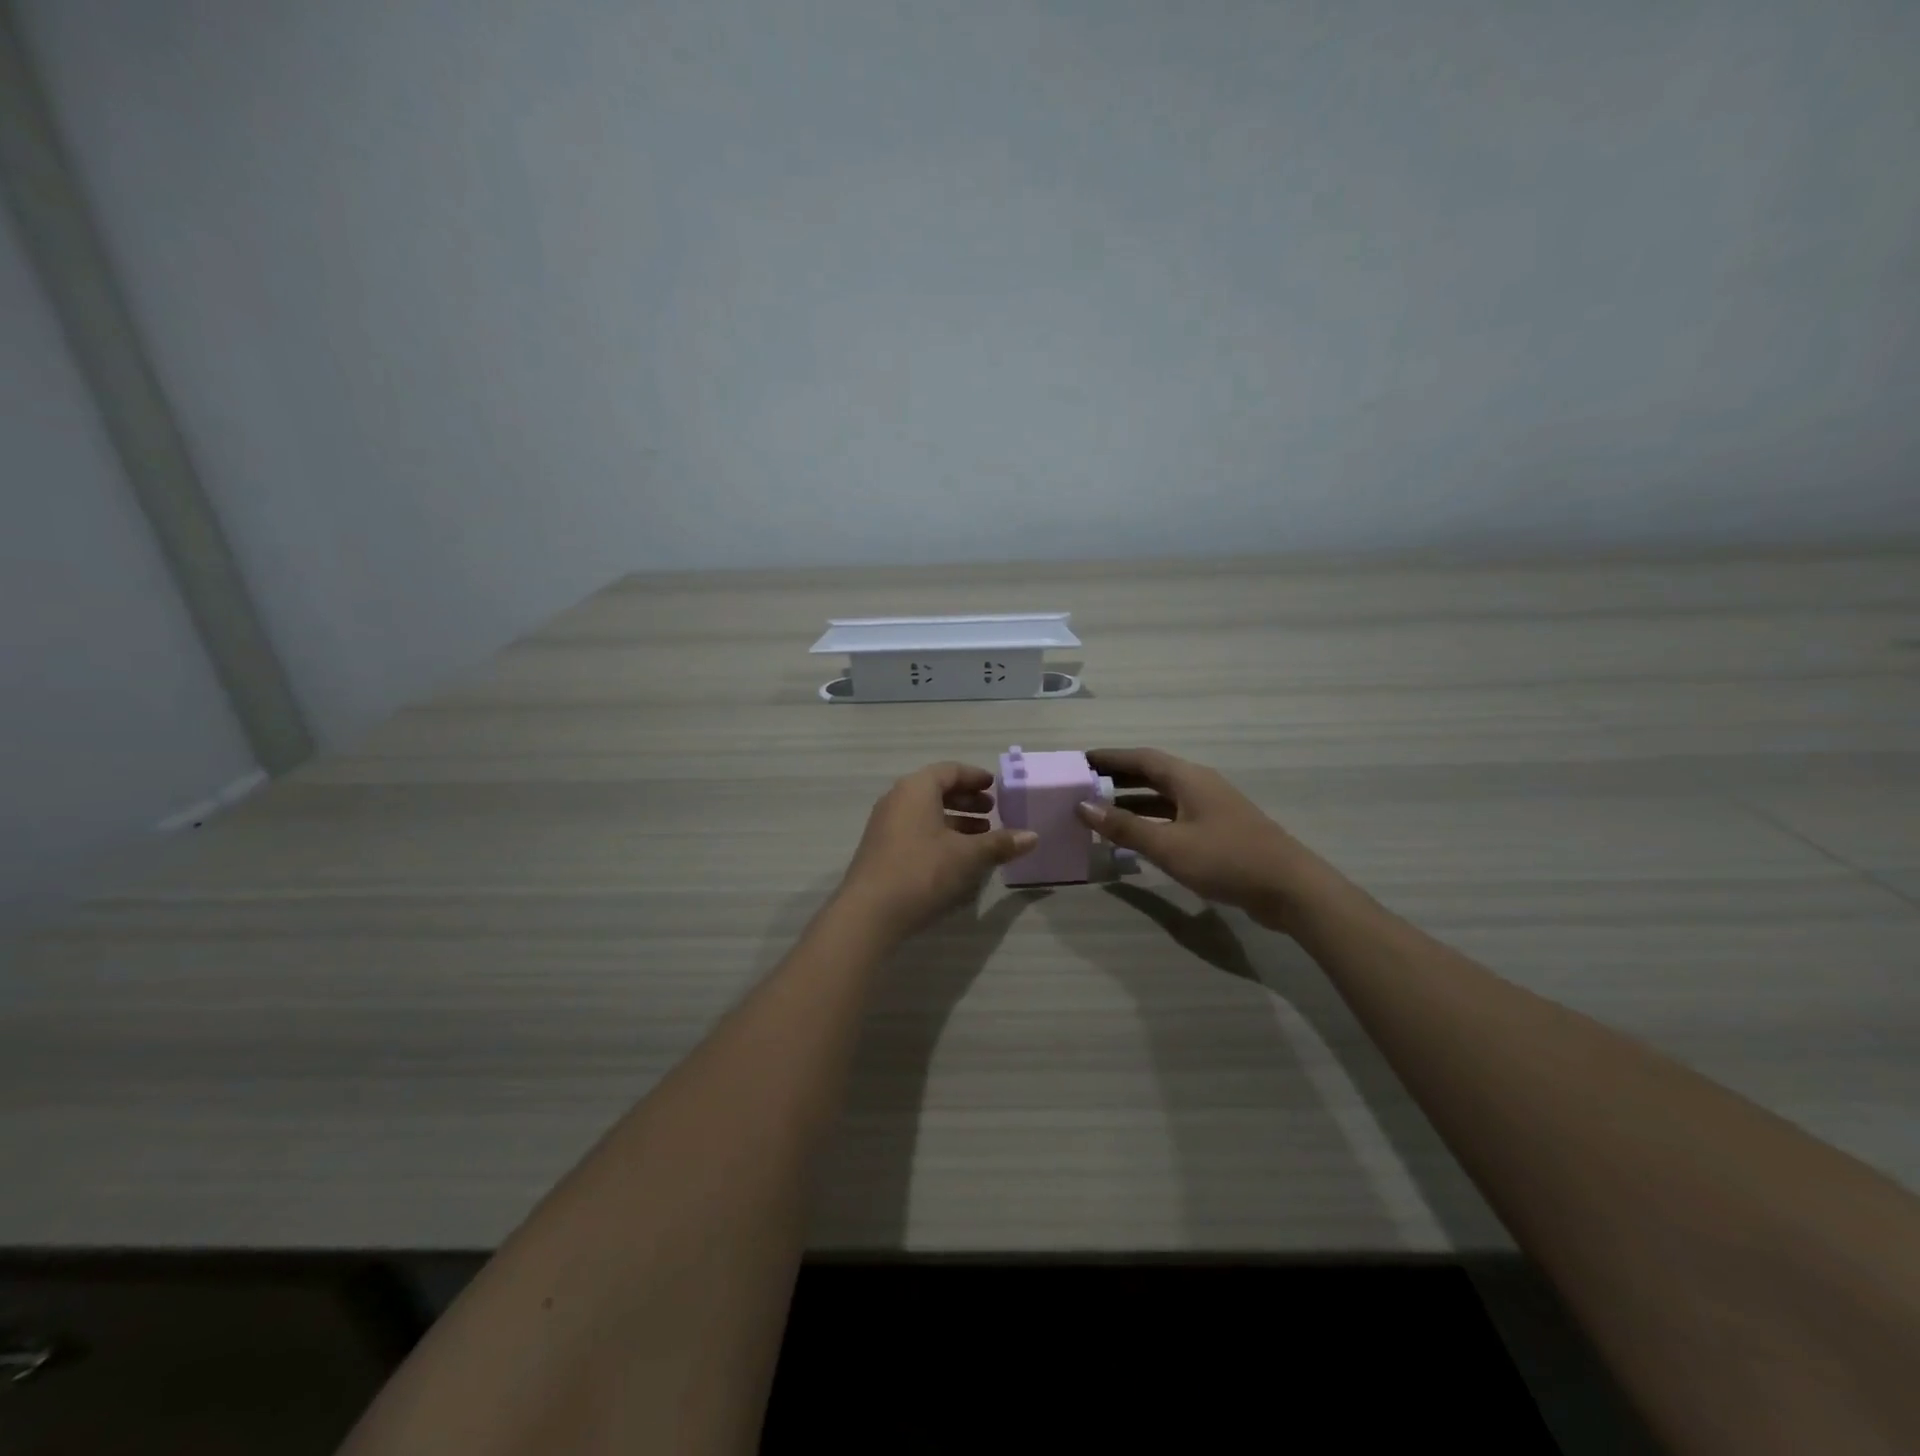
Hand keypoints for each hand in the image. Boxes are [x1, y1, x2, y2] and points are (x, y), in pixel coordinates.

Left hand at [837, 762, 1036, 938]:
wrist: (869, 912)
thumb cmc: (922, 871)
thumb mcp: (968, 856)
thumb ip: (1000, 843)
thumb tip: (1033, 837)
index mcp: (916, 789)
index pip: (949, 771)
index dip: (975, 777)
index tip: (995, 787)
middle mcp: (897, 799)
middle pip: (936, 790)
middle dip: (966, 800)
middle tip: (992, 812)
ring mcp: (885, 825)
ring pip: (926, 812)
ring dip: (954, 820)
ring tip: (981, 836)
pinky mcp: (881, 849)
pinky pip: (915, 830)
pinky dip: (938, 834)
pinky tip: (956, 857)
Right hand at [1076, 748, 1339, 931]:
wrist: (1289, 889)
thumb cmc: (1226, 860)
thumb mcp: (1168, 845)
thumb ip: (1124, 827)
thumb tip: (1082, 806)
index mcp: (1188, 779)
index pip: (1141, 758)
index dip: (1110, 758)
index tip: (1081, 761)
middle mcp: (1200, 786)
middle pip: (1152, 774)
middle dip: (1118, 778)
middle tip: (1084, 786)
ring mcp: (1212, 808)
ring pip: (1164, 797)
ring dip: (1133, 802)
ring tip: (1101, 812)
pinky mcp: (1219, 831)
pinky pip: (1175, 816)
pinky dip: (1151, 821)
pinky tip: (1137, 838)